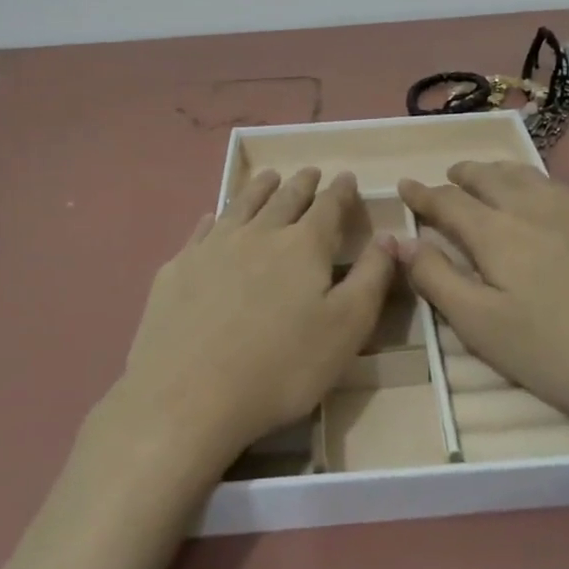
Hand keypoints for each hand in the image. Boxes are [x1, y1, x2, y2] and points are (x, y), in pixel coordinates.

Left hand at [112, 168, 395, 469]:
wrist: (187, 396)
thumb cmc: (281, 368)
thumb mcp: (346, 329)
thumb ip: (371, 278)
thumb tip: (390, 237)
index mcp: (304, 246)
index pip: (328, 206)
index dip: (341, 191)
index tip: (347, 177)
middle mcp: (259, 233)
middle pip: (285, 198)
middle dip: (302, 183)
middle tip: (310, 172)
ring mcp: (213, 247)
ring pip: (242, 205)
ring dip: (259, 188)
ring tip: (269, 178)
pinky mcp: (178, 268)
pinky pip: (201, 230)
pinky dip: (213, 218)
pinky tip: (212, 218)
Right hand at [397, 162, 568, 445]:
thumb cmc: (561, 350)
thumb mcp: (484, 327)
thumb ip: (438, 279)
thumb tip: (398, 240)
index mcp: (495, 233)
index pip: (448, 202)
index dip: (422, 194)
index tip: (403, 184)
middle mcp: (531, 208)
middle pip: (488, 178)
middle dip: (462, 175)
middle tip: (447, 177)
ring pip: (525, 176)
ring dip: (497, 171)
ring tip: (487, 175)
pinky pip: (556, 185)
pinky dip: (533, 180)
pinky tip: (542, 195)